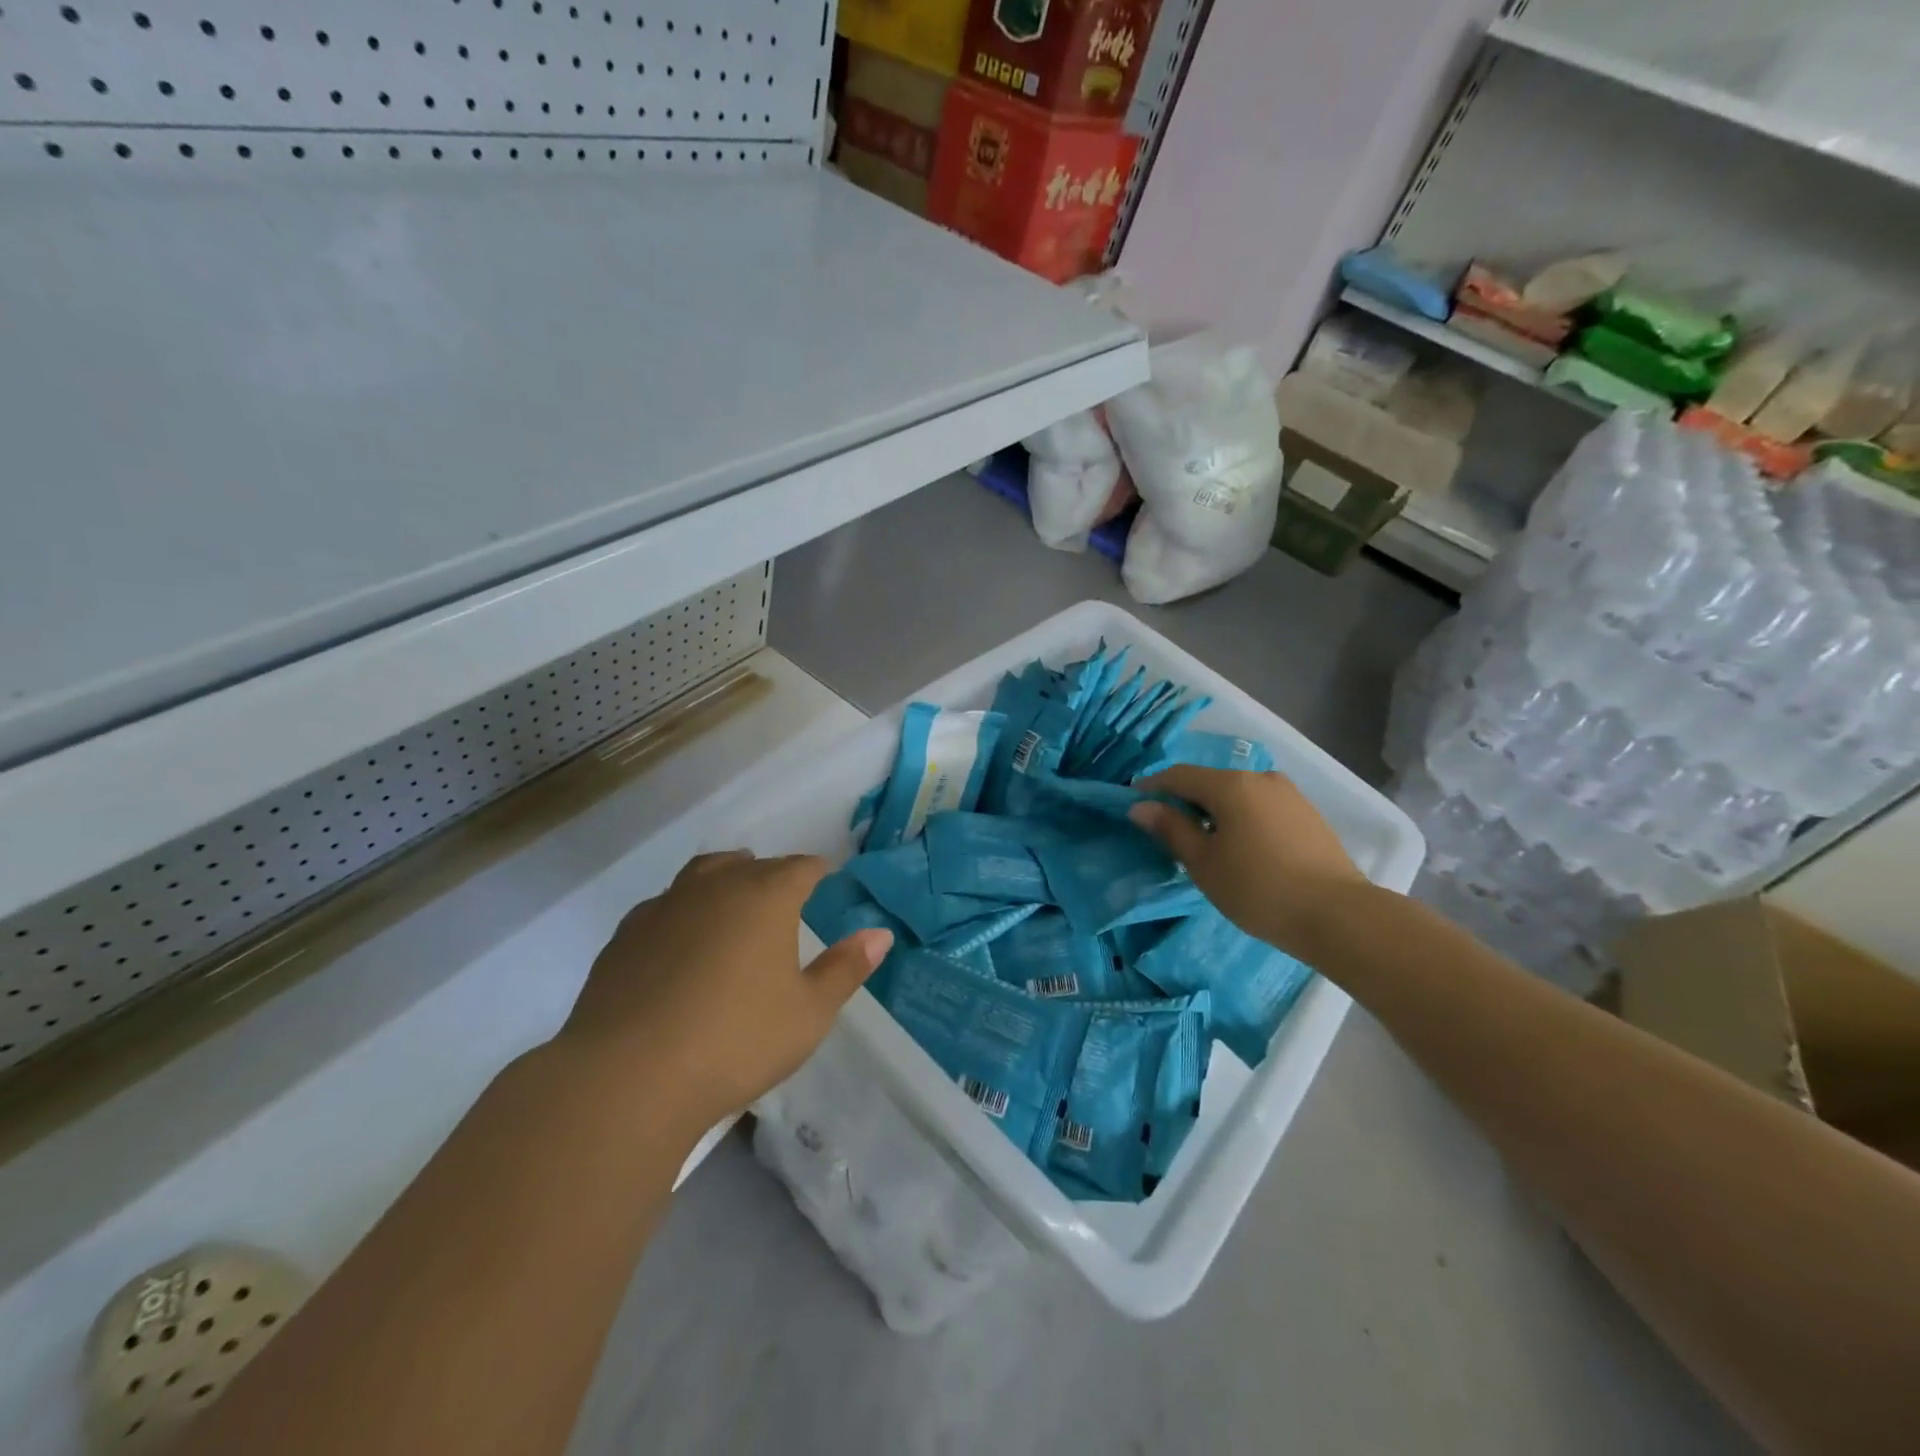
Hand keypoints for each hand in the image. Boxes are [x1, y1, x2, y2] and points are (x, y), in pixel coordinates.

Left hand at [555, 851, 891, 1137]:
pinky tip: (680, 941)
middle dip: (771, 874)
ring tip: (733, 901)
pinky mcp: (625, 935)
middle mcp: (715, 887)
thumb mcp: (808, 1013)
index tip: (827, 879)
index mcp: (765, 896)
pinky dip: (682, 912)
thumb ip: (845, 969)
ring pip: (702, 875)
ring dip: (723, 880)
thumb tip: (880, 935)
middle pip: (750, 864)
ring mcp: (665, 906)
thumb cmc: (736, 1041)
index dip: (818, 871)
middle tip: (783, 896)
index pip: (801, 867)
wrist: (628, 1076)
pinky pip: (663, 906)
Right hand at [1129, 765, 1372, 959]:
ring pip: (1237, 794)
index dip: (1152, 788)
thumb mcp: (1204, 863)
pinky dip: (1241, 818)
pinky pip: (1260, 806)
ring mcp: (1288, 794)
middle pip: (1209, 782)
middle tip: (1166, 829)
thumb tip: (1141, 807)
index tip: (1133, 804)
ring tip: (1204, 842)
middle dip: (1184, 800)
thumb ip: (1171, 829)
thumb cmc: (1259, 889)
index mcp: (1230, 785)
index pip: (1178, 775)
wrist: (1338, 915)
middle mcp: (1260, 778)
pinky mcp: (1307, 814)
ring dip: (1214, 810)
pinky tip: (1240, 846)